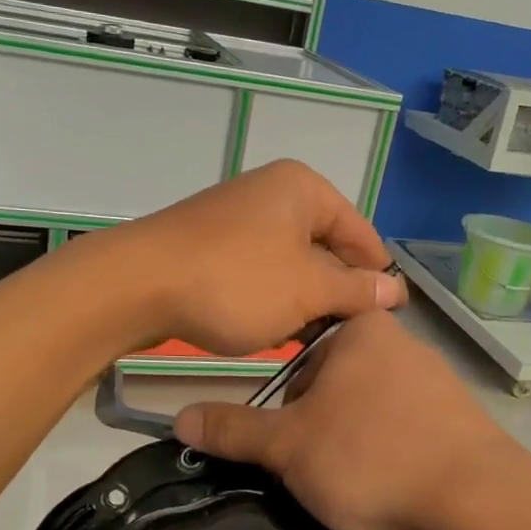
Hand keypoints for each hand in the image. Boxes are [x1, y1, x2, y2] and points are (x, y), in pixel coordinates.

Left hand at [96, 160, 406, 355]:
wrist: (136, 286)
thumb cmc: (235, 282)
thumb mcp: (306, 289)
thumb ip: (355, 289)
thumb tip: (395, 290)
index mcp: (303, 189)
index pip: (360, 232)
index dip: (378, 276)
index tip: (392, 319)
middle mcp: (273, 193)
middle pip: (326, 245)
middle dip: (339, 290)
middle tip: (353, 336)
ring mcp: (238, 217)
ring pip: (292, 262)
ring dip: (305, 299)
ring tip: (317, 340)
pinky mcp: (213, 244)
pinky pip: (260, 269)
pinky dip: (273, 297)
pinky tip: (277, 330)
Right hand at [174, 312, 523, 529]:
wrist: (475, 498)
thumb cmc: (369, 456)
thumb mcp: (287, 446)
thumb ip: (233, 430)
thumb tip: (180, 417)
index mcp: (360, 330)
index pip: (301, 359)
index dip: (288, 407)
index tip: (295, 444)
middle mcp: (403, 341)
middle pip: (337, 385)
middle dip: (323, 426)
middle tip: (326, 469)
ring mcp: (440, 378)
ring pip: (374, 408)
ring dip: (359, 441)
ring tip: (363, 482)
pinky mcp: (464, 415)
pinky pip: (412, 428)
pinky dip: (397, 452)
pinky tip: (400, 484)